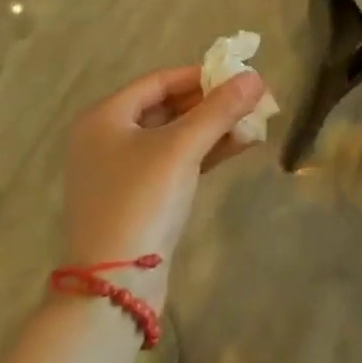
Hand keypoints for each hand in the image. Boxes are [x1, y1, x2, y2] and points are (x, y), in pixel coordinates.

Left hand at [60, 67, 265, 299]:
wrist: (115, 286)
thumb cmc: (142, 199)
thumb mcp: (183, 147)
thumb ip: (220, 109)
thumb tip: (256, 76)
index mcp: (105, 117)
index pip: (160, 81)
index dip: (200, 75)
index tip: (238, 76)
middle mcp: (107, 139)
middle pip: (167, 107)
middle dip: (211, 103)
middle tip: (251, 99)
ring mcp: (121, 172)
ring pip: (174, 136)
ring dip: (213, 128)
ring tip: (254, 122)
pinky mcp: (137, 199)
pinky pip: (174, 162)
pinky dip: (203, 152)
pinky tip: (239, 146)